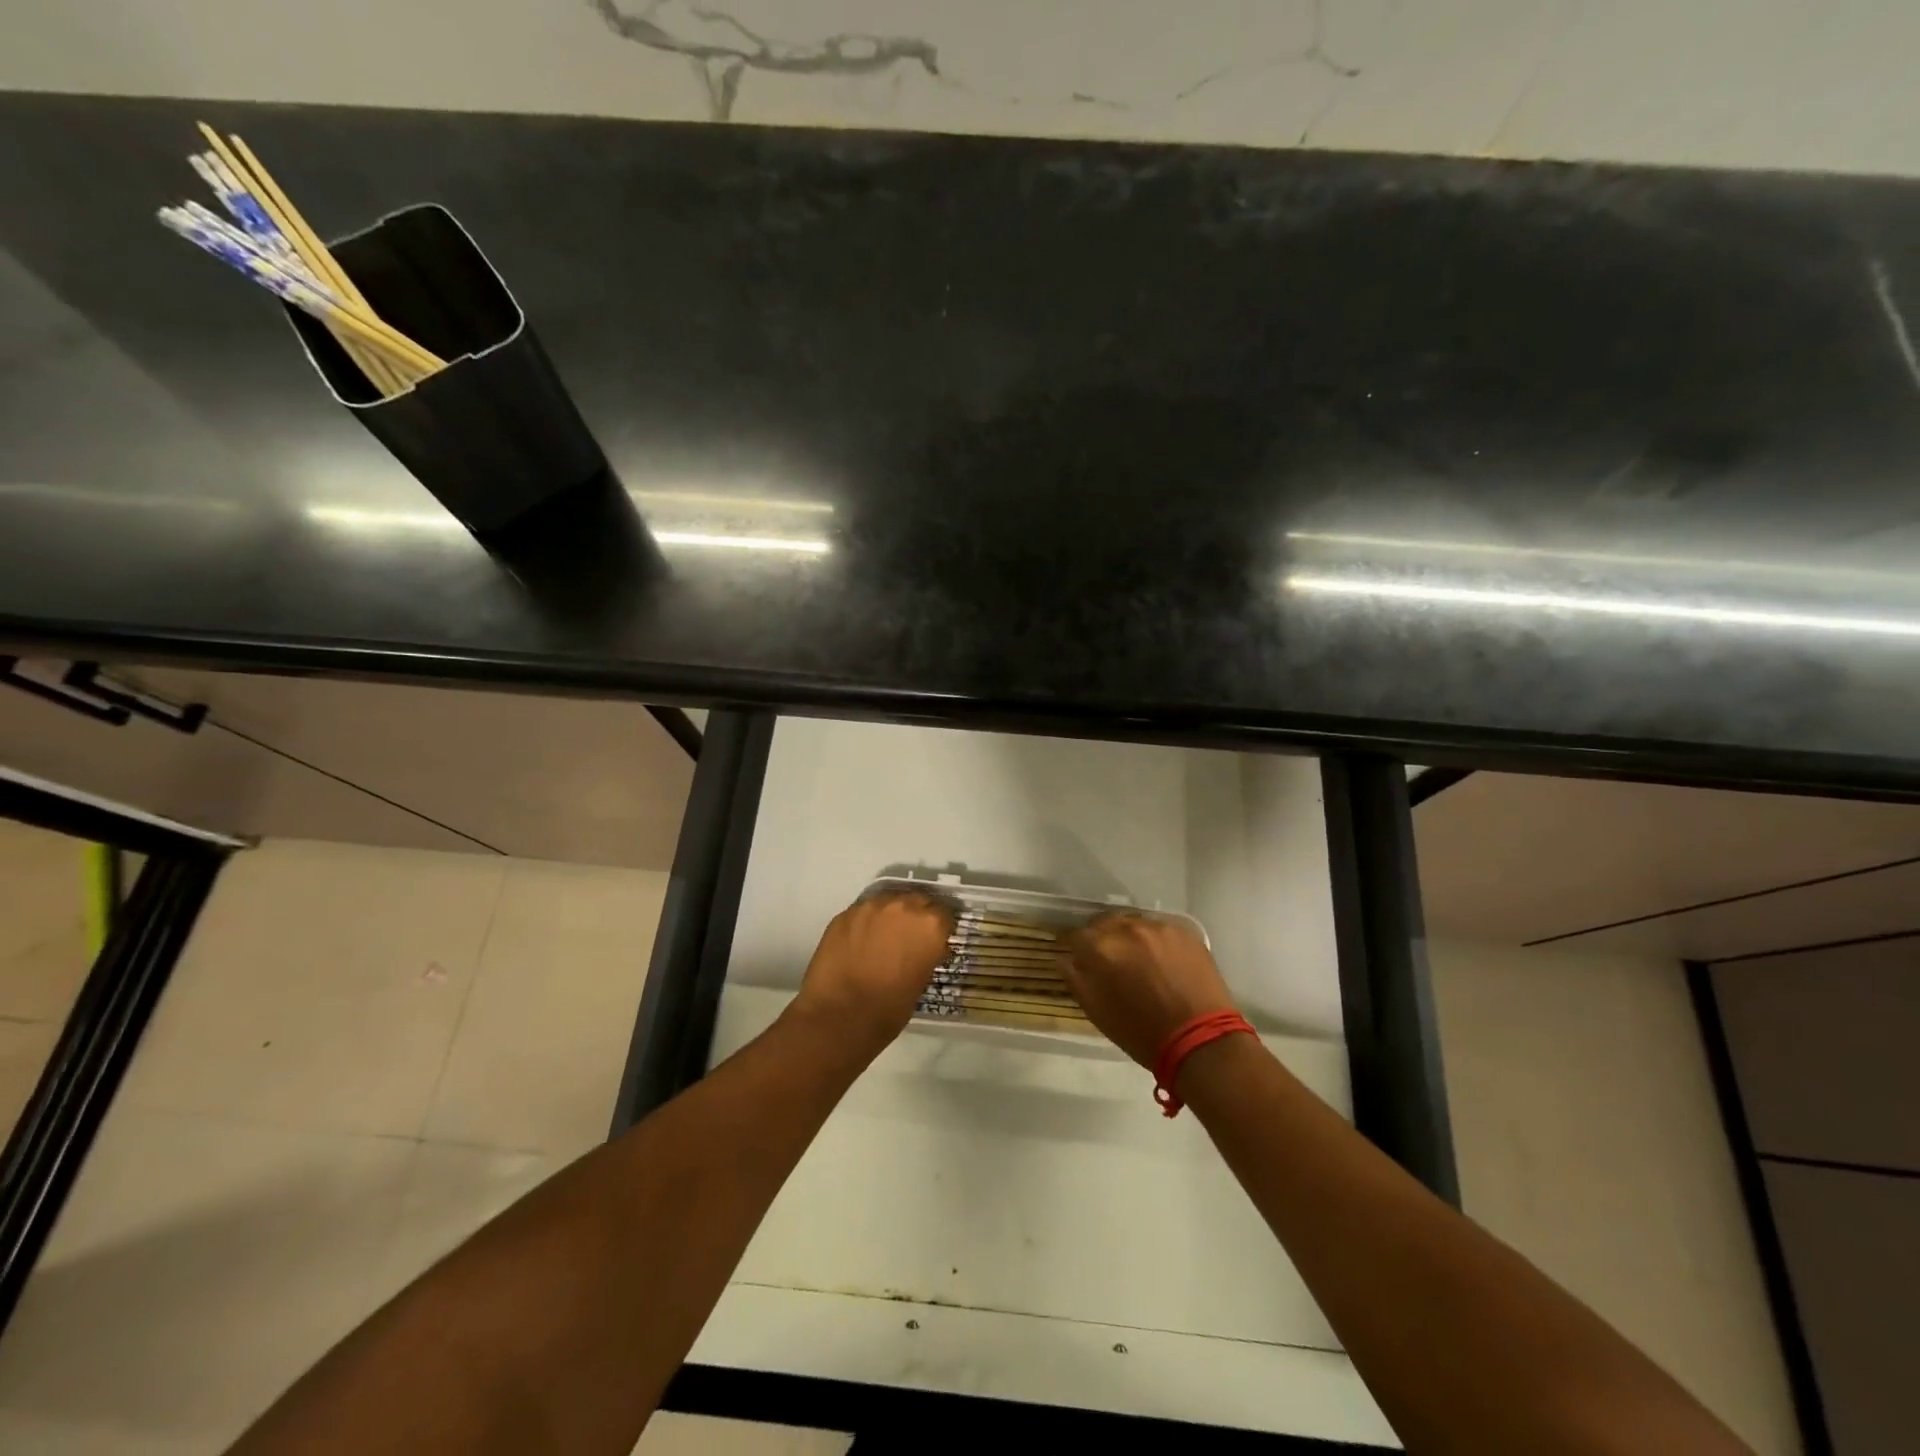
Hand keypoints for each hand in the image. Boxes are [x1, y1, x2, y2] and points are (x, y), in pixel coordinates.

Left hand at [789, 889, 955, 1054]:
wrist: (840, 1015)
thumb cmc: (890, 1008)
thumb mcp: (922, 980)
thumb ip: (926, 954)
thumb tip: (924, 949)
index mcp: (930, 924)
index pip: (944, 915)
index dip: (939, 928)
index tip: (934, 940)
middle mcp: (903, 906)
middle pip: (917, 901)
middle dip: (916, 916)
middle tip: (910, 936)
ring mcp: (871, 906)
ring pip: (887, 902)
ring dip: (890, 916)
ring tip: (883, 937)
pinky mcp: (845, 913)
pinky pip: (863, 912)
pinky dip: (866, 923)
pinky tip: (860, 942)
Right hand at [1062, 913, 1237, 1067]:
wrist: (1201, 1040)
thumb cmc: (1141, 1032)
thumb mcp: (1097, 1011)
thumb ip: (1075, 978)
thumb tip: (1065, 958)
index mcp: (1101, 948)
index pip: (1075, 935)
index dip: (1074, 947)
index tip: (1077, 958)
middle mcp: (1127, 928)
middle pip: (1104, 923)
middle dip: (1102, 938)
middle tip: (1108, 959)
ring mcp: (1158, 927)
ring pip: (1133, 924)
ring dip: (1129, 938)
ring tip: (1138, 960)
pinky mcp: (1184, 931)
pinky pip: (1160, 930)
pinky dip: (1155, 942)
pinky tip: (1162, 962)